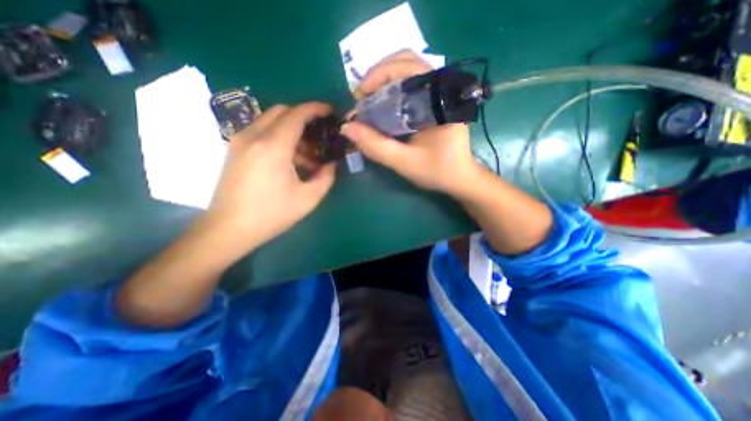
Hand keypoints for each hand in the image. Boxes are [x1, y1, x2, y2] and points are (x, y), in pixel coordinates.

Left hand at [204, 102, 335, 248]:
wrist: (228, 229)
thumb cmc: (271, 214)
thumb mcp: (308, 199)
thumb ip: (326, 177)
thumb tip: (333, 164)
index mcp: (273, 147)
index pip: (296, 114)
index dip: (315, 109)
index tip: (330, 111)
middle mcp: (254, 136)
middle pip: (281, 111)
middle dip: (303, 117)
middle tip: (319, 134)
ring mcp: (240, 141)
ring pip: (270, 120)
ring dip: (291, 129)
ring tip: (307, 154)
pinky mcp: (234, 150)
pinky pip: (260, 132)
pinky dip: (278, 137)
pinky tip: (288, 160)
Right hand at [343, 50, 481, 193]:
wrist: (459, 178)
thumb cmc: (437, 171)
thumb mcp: (404, 162)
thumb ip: (376, 146)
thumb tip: (347, 127)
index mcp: (439, 100)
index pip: (408, 68)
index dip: (378, 76)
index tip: (359, 97)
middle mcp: (440, 89)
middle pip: (405, 62)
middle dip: (377, 76)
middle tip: (361, 98)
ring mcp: (438, 94)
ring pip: (407, 72)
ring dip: (383, 82)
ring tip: (368, 101)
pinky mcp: (433, 103)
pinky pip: (409, 86)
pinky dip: (390, 91)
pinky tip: (381, 107)